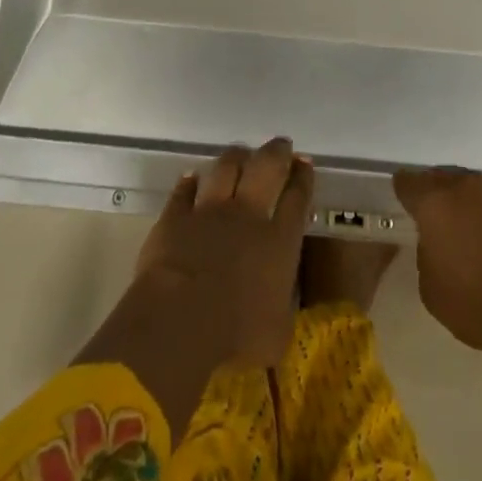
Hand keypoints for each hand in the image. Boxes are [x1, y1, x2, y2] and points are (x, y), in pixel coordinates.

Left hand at [133, 138, 314, 366]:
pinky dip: (190, 182)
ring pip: (226, 168)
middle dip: (276, 152)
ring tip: (241, 153)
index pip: (297, 198)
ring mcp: (210, 210)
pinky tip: (192, 178)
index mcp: (279, 241)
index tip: (305, 164)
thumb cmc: (236, 335)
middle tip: (281, 144)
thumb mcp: (276, 334)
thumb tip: (282, 303)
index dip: (303, 178)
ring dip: (236, 157)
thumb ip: (282, 308)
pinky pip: (184, 190)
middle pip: (266, 168)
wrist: (180, 319)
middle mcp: (247, 215)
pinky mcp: (176, 215)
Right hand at [394, 167, 481, 363]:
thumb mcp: (432, 290)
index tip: (402, 200)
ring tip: (464, 228)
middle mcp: (464, 187)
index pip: (408, 182)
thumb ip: (426, 255)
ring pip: (470, 189)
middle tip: (433, 215)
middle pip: (440, 178)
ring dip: (464, 203)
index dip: (403, 190)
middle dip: (434, 193)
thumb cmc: (480, 304)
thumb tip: (436, 242)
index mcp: (435, 202)